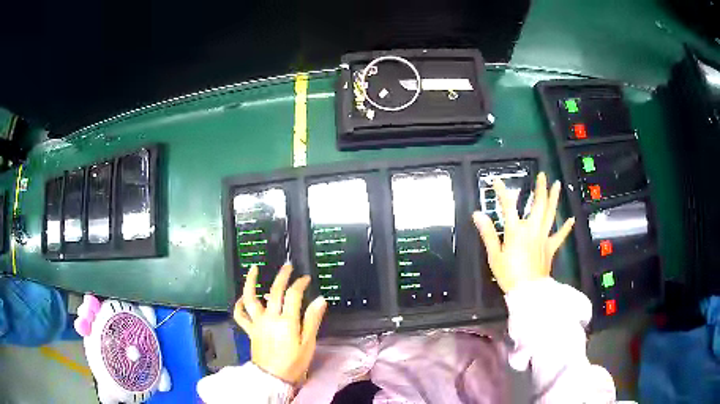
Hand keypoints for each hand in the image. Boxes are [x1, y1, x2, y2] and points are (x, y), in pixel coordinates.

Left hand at [234, 264, 326, 384]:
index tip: (305, 278)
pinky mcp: (250, 330)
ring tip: (253, 269)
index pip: (293, 295)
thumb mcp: (308, 343)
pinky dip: (239, 305)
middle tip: (287, 266)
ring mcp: (257, 323)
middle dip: (282, 276)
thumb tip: (320, 299)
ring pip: (250, 298)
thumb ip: (312, 320)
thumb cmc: (294, 362)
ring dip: (251, 282)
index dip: (300, 284)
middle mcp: (270, 318)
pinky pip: (240, 315)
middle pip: (274, 291)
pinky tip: (242, 298)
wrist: (273, 377)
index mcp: (287, 321)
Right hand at [473, 172, 574, 292]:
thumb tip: (478, 214)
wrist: (527, 291)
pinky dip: (566, 227)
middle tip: (542, 175)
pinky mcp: (550, 248)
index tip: (497, 181)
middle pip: (538, 205)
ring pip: (550, 214)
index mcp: (516, 231)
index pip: (508, 206)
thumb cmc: (509, 274)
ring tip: (557, 185)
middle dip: (540, 188)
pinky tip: (571, 219)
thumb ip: (488, 233)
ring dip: (554, 199)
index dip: (502, 192)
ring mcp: (544, 238)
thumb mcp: (494, 255)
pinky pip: (560, 236)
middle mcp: (532, 230)